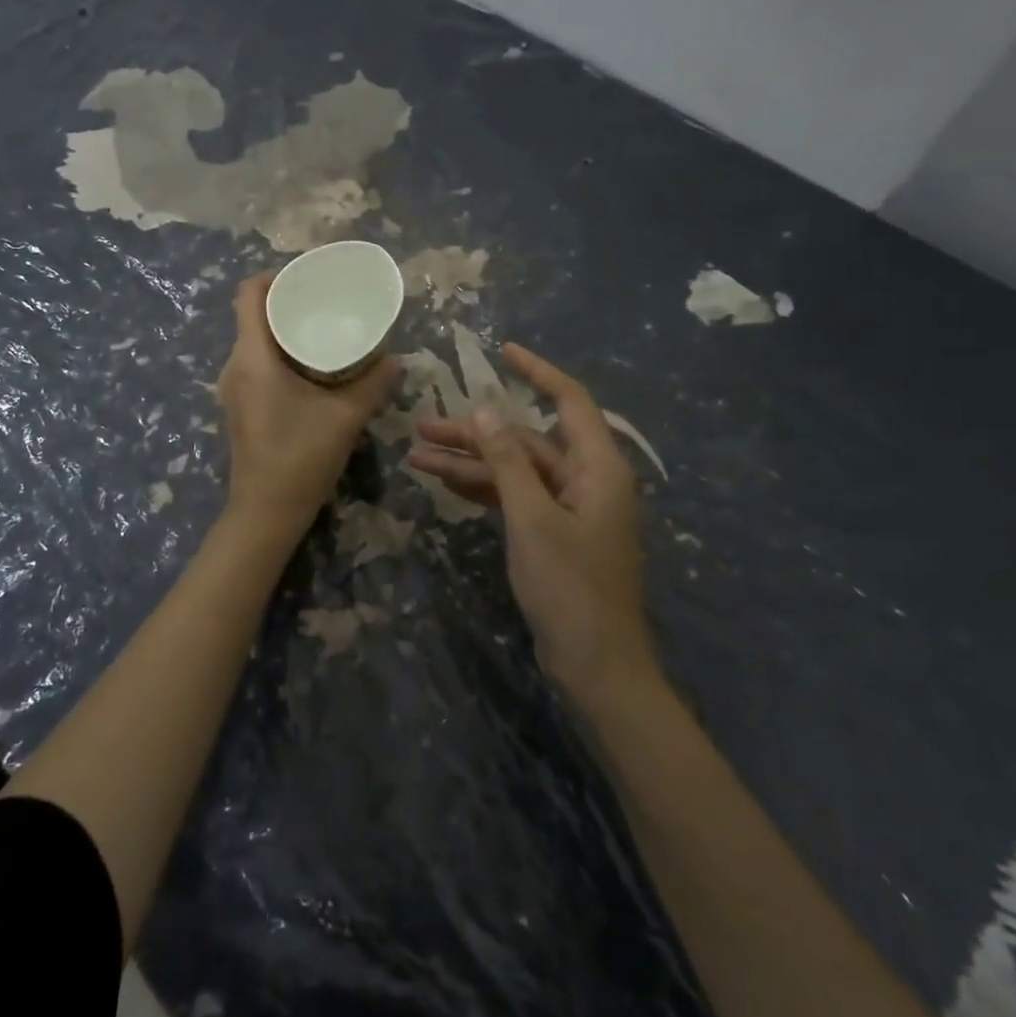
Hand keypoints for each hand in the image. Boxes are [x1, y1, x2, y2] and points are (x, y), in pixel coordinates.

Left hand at [217, 274, 398, 540]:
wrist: (266, 512)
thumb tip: (397, 358)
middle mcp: (234, 366)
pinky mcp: (239, 406)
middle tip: (325, 302)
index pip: (248, 294)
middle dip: (286, 302)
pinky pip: (254, 364)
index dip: (275, 276)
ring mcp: (233, 388)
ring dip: (282, 331)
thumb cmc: (301, 456)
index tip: (307, 277)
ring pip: (254, 341)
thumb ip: (374, 382)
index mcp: (253, 357)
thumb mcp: (346, 416)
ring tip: (322, 330)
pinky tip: (310, 366)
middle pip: (251, 315)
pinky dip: (278, 354)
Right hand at [408, 343, 656, 703]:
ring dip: (470, 463)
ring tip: (418, 455)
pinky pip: (515, 498)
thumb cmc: (570, 588)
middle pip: (527, 440)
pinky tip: (445, 483)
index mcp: (598, 467)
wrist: (596, 665)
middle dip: (476, 433)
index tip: (502, 351)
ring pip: (515, 470)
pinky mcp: (554, 533)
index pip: (569, 400)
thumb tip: (486, 410)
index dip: (537, 371)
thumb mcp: (533, 518)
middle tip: (423, 425)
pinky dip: (483, 489)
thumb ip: (508, 462)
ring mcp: (570, 508)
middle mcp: (587, 479)